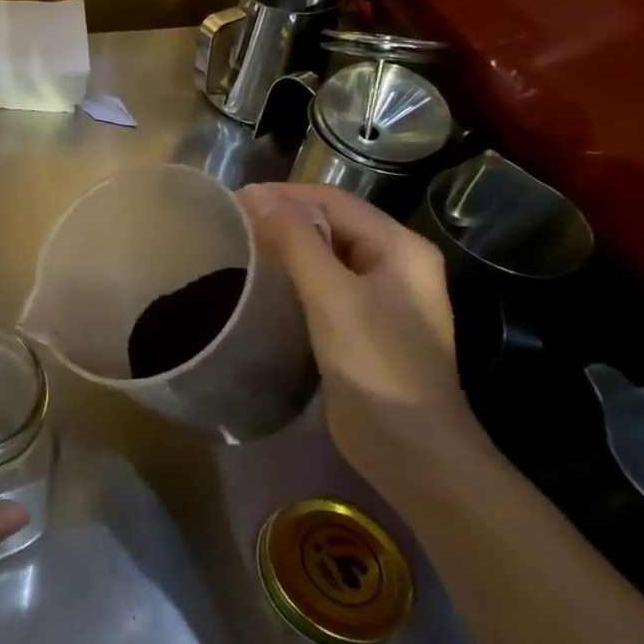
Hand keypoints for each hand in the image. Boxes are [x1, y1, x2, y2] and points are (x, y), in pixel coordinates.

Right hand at [238, 182, 484, 495]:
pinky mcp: (363, 324)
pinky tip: (264, 281)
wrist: (412, 449)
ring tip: (240, 245)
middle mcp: (396, 263)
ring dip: (286, 244)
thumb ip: (295, 241)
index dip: (284, 194)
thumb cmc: (376, 364)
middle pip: (332, 222)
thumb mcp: (332, 295)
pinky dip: (294, 273)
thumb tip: (255, 195)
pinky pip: (324, 282)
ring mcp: (382, 296)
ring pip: (326, 252)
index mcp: (400, 247)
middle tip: (232, 222)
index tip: (233, 200)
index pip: (334, 200)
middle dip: (283, 216)